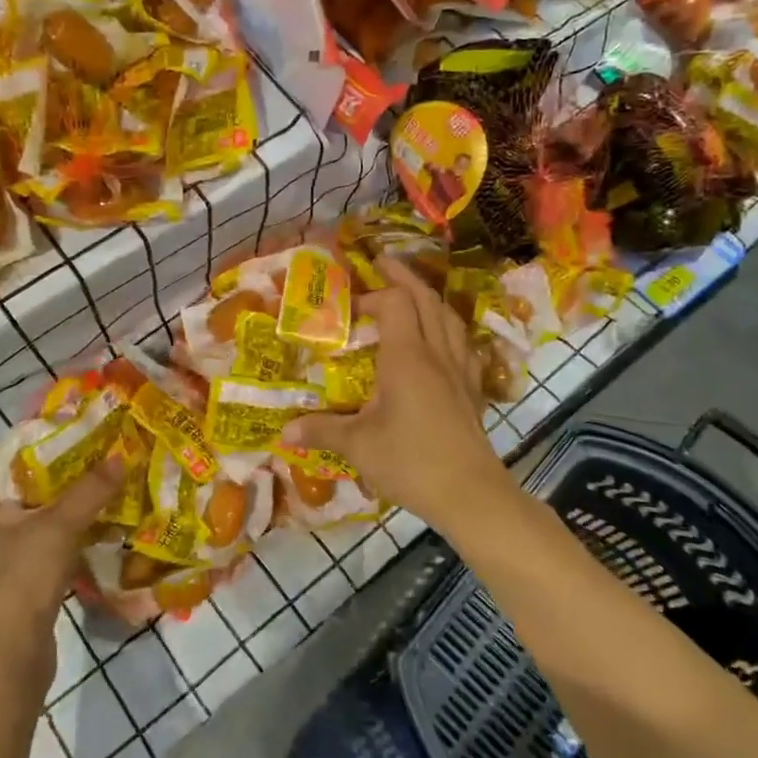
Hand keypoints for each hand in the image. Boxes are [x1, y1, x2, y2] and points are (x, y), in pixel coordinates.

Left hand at [0, 459, 120, 691]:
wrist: (7, 663)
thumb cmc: (19, 583)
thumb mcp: (58, 528)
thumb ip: (90, 490)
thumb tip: (120, 455)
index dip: (22, 440)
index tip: (60, 430)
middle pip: (13, 486)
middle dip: (50, 469)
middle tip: (89, 451)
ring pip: (28, 516)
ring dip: (59, 502)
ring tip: (97, 481)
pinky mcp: (12, 582)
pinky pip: (37, 543)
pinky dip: (61, 530)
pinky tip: (93, 523)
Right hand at [281, 258, 512, 529]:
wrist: (469, 493)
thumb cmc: (410, 461)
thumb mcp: (357, 446)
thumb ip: (321, 430)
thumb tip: (285, 430)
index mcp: (407, 357)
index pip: (395, 303)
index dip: (373, 295)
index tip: (349, 305)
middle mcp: (436, 353)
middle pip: (426, 299)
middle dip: (404, 277)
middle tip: (384, 263)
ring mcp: (460, 370)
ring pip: (449, 317)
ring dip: (429, 298)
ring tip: (413, 293)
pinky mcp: (472, 390)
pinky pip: (463, 343)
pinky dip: (449, 327)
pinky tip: (443, 338)